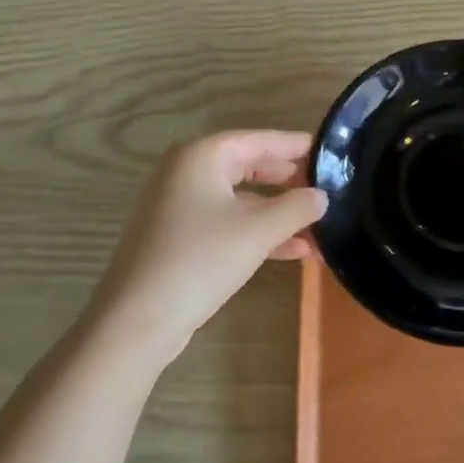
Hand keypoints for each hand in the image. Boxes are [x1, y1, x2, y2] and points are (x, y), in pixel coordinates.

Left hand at [86, 131, 327, 365]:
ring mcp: (178, 206)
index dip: (295, 145)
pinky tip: (292, 250)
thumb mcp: (258, 231)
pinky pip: (226, 223)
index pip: (259, 140)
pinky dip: (256, 232)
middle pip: (249, 166)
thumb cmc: (199, 260)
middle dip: (288, 181)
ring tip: (318, 226)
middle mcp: (186, 172)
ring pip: (239, 199)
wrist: (135, 322)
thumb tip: (321, 196)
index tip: (328, 151)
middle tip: (325, 187)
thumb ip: (296, 207)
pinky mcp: (177, 238)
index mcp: (201, 156)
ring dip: (277, 213)